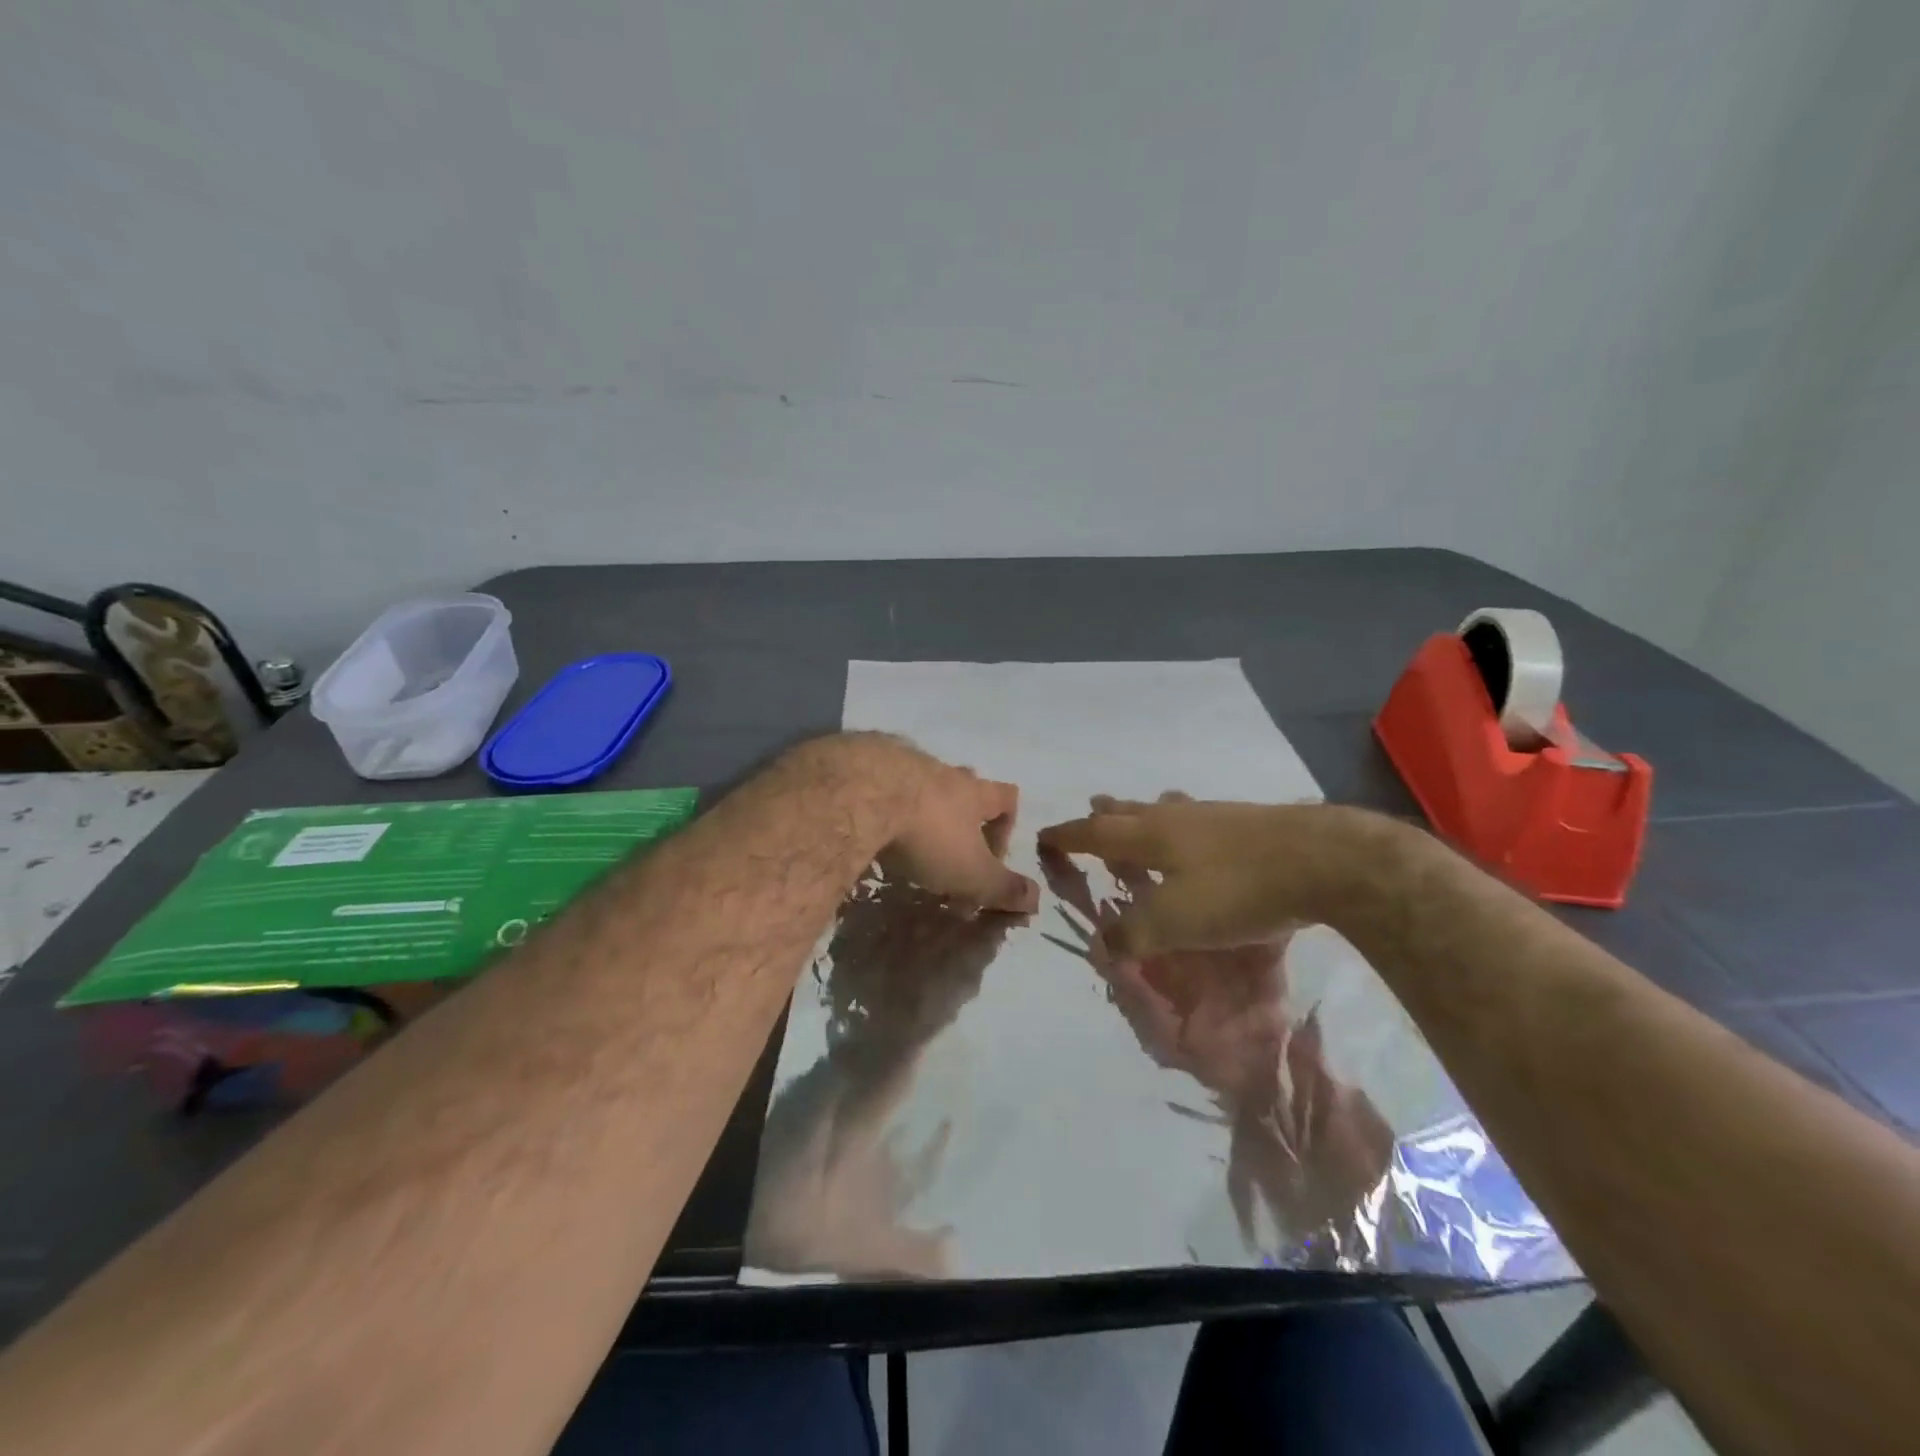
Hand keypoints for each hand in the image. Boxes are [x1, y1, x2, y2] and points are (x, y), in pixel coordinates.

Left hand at [843, 735, 1038, 911]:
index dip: (1007, 825)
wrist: (863, 793)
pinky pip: (876, 780)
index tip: (992, 857)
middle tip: (946, 846)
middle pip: (961, 782)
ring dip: (916, 806)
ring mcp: (899, 761)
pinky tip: (864, 824)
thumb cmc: (927, 835)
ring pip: (917, 780)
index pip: (1007, 797)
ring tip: (901, 837)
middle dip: (959, 812)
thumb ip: (1003, 888)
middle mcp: (940, 770)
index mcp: (972, 792)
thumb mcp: (971, 872)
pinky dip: (877, 801)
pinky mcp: (861, 763)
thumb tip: (1038, 900)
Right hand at [1037, 794, 1396, 961]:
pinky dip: (1182, 824)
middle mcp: (1175, 816)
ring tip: (1140, 816)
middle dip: (1105, 814)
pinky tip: (1201, 836)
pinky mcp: (1248, 821)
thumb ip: (1134, 934)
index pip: (1094, 833)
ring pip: (1166, 808)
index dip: (1067, 836)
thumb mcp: (1177, 922)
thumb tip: (1100, 945)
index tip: (1046, 837)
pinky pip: (1197, 817)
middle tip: (1091, 810)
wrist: (1322, 860)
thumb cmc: (1238, 889)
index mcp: (1149, 834)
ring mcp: (1214, 814)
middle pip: (1129, 809)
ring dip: (1144, 813)